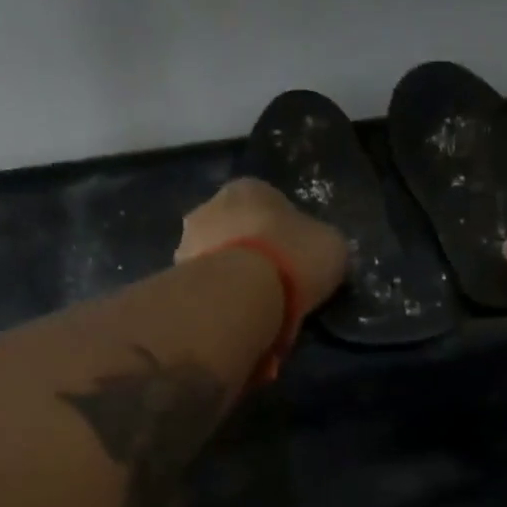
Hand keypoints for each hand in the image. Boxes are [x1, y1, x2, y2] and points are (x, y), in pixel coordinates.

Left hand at [176, 178, 349, 319]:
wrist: (242, 293)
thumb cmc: (293, 257)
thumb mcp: (332, 246)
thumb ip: (321, 243)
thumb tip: (318, 252)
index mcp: (250, 188)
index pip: (269, 205)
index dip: (285, 234)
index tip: (296, 261)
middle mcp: (210, 205)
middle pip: (236, 230)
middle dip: (250, 254)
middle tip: (272, 286)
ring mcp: (187, 241)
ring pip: (215, 259)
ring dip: (229, 277)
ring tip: (251, 308)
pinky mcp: (175, 278)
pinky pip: (203, 288)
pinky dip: (215, 299)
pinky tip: (232, 318)